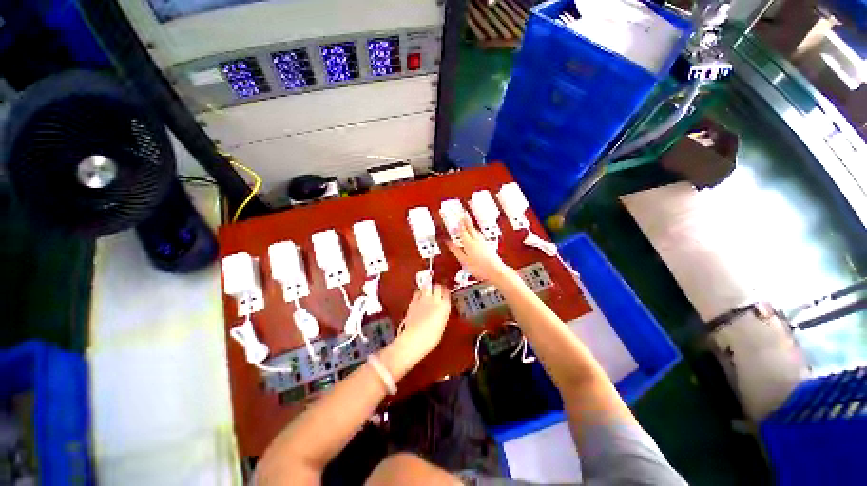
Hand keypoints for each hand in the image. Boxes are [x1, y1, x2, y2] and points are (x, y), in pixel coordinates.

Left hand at [398, 284, 450, 359]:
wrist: (414, 339)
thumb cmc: (430, 337)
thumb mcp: (441, 325)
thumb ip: (442, 314)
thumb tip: (440, 311)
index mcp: (444, 306)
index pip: (446, 292)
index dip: (446, 292)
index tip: (445, 293)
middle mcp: (434, 300)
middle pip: (437, 286)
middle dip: (437, 287)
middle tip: (437, 290)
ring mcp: (423, 299)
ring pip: (427, 286)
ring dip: (428, 288)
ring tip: (428, 291)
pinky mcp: (413, 301)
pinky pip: (417, 292)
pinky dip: (419, 293)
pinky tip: (419, 297)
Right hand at [447, 218, 511, 283]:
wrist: (495, 271)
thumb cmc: (479, 268)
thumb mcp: (464, 260)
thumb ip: (456, 251)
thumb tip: (449, 244)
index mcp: (469, 243)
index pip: (463, 230)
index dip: (459, 224)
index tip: (457, 217)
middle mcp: (477, 240)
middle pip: (470, 228)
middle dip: (466, 220)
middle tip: (463, 214)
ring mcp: (483, 242)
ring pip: (476, 231)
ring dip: (471, 226)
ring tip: (468, 223)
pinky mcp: (488, 245)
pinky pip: (480, 235)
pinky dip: (476, 232)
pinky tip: (476, 234)